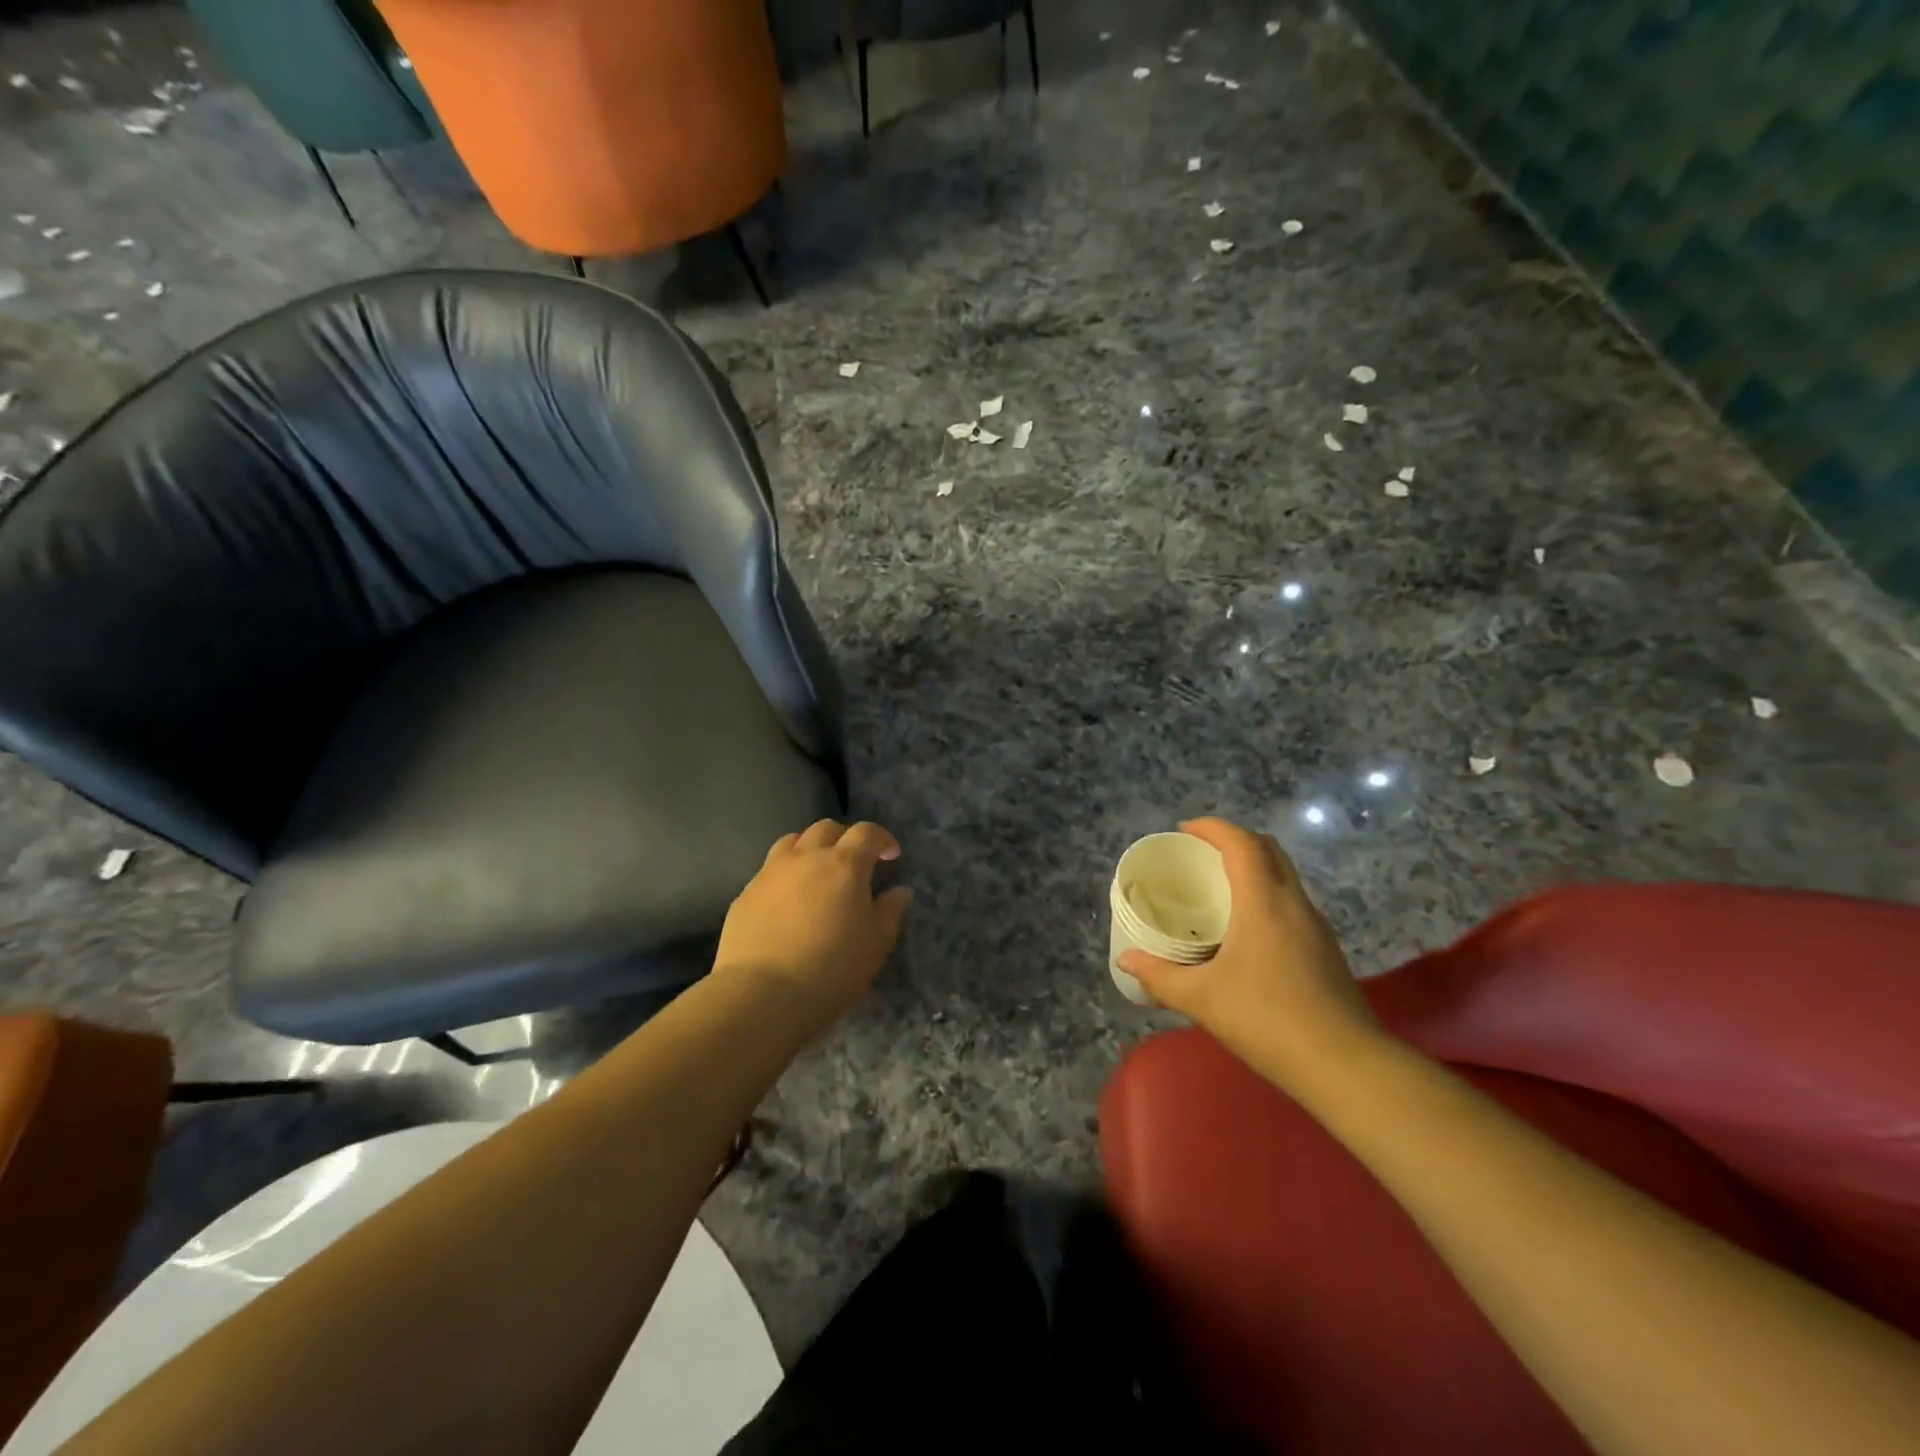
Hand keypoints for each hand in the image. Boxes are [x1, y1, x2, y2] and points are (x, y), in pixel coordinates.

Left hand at [713, 819, 912, 1031]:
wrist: (761, 995)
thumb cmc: (830, 969)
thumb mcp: (876, 944)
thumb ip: (891, 912)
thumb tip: (899, 891)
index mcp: (844, 865)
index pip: (867, 833)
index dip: (882, 839)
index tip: (891, 855)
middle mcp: (806, 858)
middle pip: (826, 829)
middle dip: (845, 838)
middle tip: (855, 862)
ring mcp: (770, 873)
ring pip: (793, 842)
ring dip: (810, 848)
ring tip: (817, 872)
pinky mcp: (745, 894)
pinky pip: (769, 870)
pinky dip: (785, 875)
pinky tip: (788, 902)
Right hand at [1119, 818, 1382, 1090]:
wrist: (1345, 1066)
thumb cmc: (1267, 1020)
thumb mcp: (1202, 999)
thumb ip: (1160, 976)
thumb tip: (1126, 960)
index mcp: (1264, 902)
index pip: (1241, 843)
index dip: (1213, 828)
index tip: (1184, 830)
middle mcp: (1294, 903)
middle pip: (1268, 850)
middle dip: (1234, 841)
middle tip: (1201, 855)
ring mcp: (1316, 927)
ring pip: (1285, 876)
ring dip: (1253, 868)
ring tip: (1219, 889)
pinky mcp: (1326, 950)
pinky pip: (1292, 903)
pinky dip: (1266, 895)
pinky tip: (1246, 930)